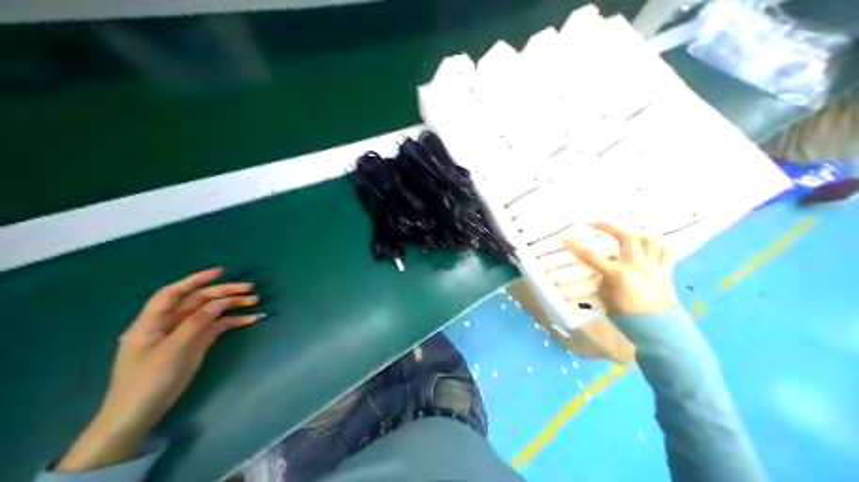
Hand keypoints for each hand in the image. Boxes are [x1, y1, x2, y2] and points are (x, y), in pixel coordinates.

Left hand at [59, 270, 262, 472]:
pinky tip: (250, 320)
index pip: (174, 292)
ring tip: (255, 302)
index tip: (221, 271)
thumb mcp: (172, 350)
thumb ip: (195, 323)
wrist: (138, 415)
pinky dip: (232, 323)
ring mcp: (183, 335)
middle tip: (249, 289)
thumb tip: (218, 303)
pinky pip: (215, 328)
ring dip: (232, 306)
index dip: (195, 279)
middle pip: (197, 301)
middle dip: (223, 292)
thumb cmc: (148, 380)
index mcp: (153, 321)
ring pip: (210, 313)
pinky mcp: (194, 346)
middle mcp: (169, 323)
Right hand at [565, 223, 678, 313]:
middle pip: (627, 236)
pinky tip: (650, 245)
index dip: (576, 246)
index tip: (565, 237)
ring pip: (651, 239)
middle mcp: (637, 267)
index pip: (592, 256)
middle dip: (610, 226)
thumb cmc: (626, 316)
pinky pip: (667, 251)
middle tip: (597, 224)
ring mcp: (654, 267)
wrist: (656, 330)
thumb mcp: (607, 298)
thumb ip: (605, 279)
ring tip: (627, 234)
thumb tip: (604, 268)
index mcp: (618, 276)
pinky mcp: (667, 271)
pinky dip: (659, 245)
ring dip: (637, 233)